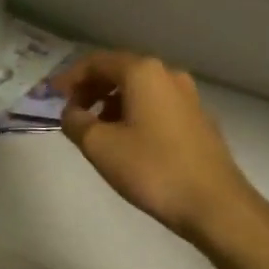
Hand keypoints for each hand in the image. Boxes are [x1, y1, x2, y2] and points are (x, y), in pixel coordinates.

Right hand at [54, 51, 268, 245]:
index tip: (52, 96)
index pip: (96, 62)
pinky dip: (135, 113)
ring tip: (97, 131)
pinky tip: (128, 141)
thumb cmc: (153, 169)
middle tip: (72, 113)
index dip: (70, 78)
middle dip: (91, 89)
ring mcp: (188, 96)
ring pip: (139, 89)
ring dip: (112, 103)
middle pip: (119, 71)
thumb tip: (71, 113)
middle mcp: (167, 74)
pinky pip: (157, 105)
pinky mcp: (199, 120)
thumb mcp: (100, 146)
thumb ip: (76, 122)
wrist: (217, 206)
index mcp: (142, 72)